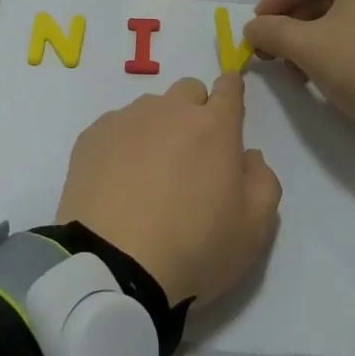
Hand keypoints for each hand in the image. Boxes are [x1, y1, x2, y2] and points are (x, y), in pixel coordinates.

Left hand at [56, 73, 281, 306]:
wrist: (113, 267)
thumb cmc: (193, 249)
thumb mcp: (254, 229)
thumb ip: (263, 181)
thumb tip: (248, 156)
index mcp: (214, 126)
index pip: (229, 87)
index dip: (231, 93)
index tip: (228, 111)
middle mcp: (170, 110)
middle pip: (188, 92)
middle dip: (195, 113)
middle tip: (190, 157)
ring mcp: (126, 120)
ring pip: (150, 109)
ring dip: (157, 129)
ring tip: (148, 176)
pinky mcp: (91, 136)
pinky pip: (115, 128)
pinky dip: (122, 146)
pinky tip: (117, 183)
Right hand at [243, 0, 354, 142]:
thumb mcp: (309, 47)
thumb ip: (272, 32)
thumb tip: (252, 29)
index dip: (276, 0)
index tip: (256, 28)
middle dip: (292, 24)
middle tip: (272, 53)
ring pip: (343, 16)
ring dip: (312, 39)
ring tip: (296, 70)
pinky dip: (338, 47)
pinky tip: (325, 74)